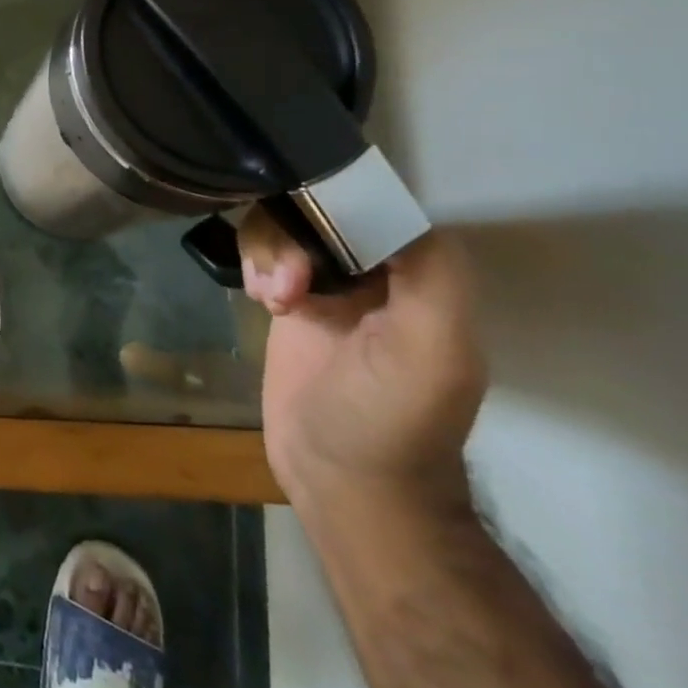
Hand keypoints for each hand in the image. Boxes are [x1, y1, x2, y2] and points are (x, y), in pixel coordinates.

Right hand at [239, 211, 486, 519]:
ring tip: (271, 300)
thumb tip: (390, 208)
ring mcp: (329, 286)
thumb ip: (432, 277)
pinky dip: (254, 265)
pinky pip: (265, 253)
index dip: (337, 210)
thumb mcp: (433, 353)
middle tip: (287, 284)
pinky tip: (259, 300)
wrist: (342, 482)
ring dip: (269, 253)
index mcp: (421, 278)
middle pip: (320, 210)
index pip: (375, 205)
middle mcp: (376, 272)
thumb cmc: (391, 420)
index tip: (313, 241)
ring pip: (287, 227)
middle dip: (293, 238)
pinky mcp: (290, 300)